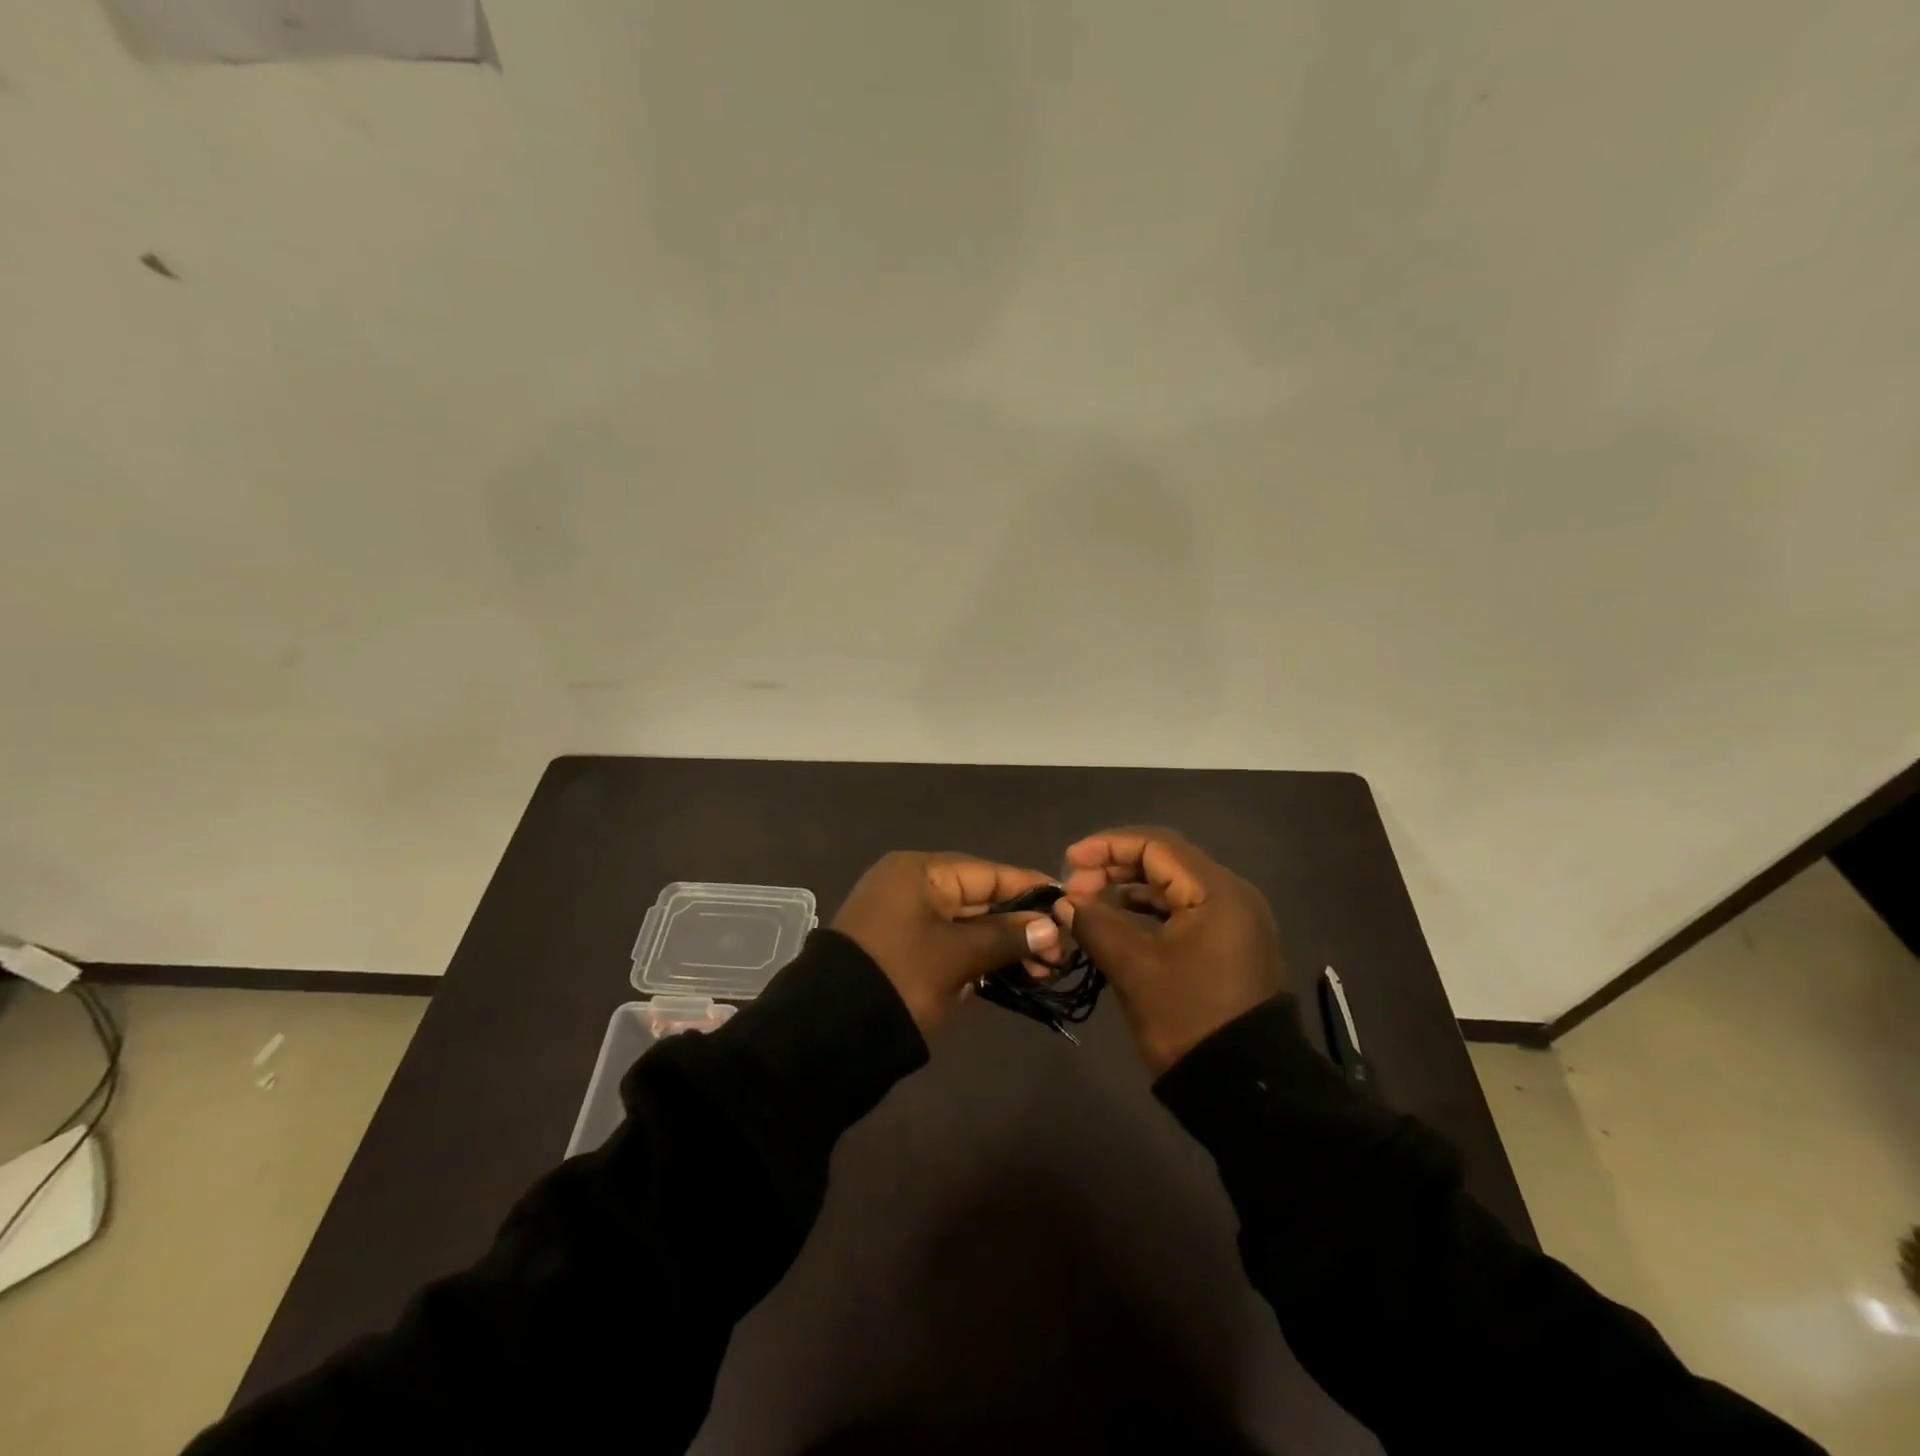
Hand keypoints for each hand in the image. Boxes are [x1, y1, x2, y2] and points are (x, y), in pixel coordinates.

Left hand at [832, 851, 1064, 1035]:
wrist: (829, 1034)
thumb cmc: (900, 978)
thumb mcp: (957, 955)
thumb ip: (1005, 936)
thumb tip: (1051, 927)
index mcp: (919, 872)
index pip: (987, 872)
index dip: (1029, 888)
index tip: (1068, 904)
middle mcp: (911, 887)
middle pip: (979, 898)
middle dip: (1021, 924)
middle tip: (1060, 953)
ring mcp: (905, 920)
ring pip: (967, 925)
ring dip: (1003, 945)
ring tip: (1044, 971)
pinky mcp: (903, 951)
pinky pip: (950, 945)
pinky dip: (978, 959)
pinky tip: (1012, 976)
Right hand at [1053, 827, 1286, 1073]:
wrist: (1245, 1088)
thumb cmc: (1188, 1019)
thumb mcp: (1133, 968)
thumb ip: (1095, 924)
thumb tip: (1065, 902)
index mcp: (1216, 891)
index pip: (1156, 845)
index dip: (1107, 846)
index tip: (1069, 861)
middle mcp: (1231, 895)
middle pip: (1165, 861)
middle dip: (1115, 867)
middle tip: (1074, 886)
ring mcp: (1234, 921)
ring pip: (1173, 886)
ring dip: (1129, 889)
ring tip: (1088, 904)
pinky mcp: (1230, 944)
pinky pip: (1184, 911)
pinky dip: (1149, 911)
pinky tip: (1117, 923)